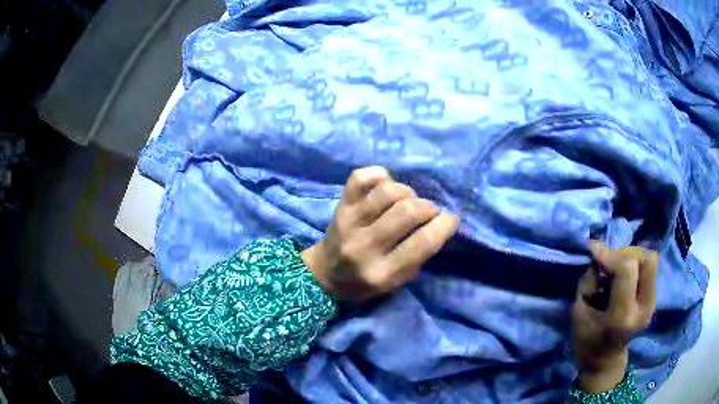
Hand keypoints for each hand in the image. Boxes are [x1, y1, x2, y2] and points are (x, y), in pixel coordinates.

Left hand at [301, 166, 458, 302]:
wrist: (325, 274)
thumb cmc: (366, 282)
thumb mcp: (397, 282)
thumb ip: (419, 255)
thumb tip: (441, 222)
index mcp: (381, 273)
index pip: (422, 243)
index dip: (444, 225)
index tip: (450, 219)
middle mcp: (363, 246)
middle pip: (407, 211)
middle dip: (428, 207)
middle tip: (430, 212)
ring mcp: (348, 222)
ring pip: (387, 191)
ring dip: (407, 192)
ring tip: (407, 201)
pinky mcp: (340, 205)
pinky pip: (361, 177)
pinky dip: (379, 175)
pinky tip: (386, 185)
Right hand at [572, 241, 658, 392]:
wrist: (604, 362)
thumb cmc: (586, 341)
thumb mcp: (578, 313)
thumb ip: (589, 280)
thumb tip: (598, 252)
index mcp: (622, 316)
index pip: (627, 269)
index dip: (610, 254)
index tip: (593, 251)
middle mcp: (643, 308)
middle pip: (646, 260)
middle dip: (625, 253)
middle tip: (609, 261)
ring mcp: (652, 304)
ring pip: (651, 260)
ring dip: (631, 256)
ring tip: (616, 267)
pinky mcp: (653, 300)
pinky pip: (649, 268)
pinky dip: (636, 263)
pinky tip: (623, 274)